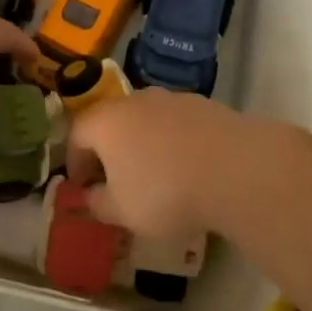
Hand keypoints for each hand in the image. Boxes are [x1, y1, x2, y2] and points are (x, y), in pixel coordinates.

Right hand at [64, 89, 296, 239]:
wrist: (237, 169)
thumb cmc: (165, 192)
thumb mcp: (123, 212)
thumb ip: (98, 204)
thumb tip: (91, 196)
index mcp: (106, 121)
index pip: (76, 133)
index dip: (75, 161)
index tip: (83, 187)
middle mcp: (135, 100)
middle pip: (112, 121)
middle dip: (109, 150)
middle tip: (116, 181)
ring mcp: (173, 98)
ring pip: (146, 120)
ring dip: (143, 143)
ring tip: (156, 175)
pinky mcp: (205, 104)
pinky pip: (177, 123)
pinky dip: (174, 141)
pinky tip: (189, 168)